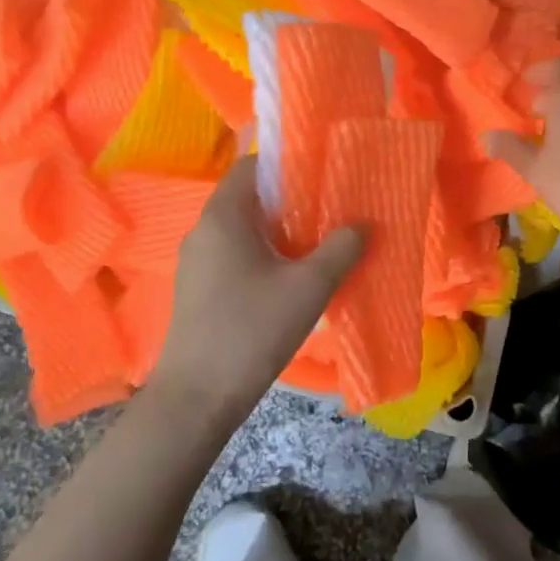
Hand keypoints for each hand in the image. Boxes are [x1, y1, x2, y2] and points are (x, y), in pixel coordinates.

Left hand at [154, 157, 364, 421]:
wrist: (198, 397)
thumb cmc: (252, 330)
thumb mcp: (309, 288)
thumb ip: (340, 250)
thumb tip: (362, 225)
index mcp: (223, 217)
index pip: (250, 167)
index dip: (286, 164)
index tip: (322, 174)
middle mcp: (204, 231)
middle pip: (249, 199)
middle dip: (290, 201)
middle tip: (331, 209)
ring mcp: (197, 263)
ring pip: (243, 231)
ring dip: (279, 232)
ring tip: (318, 243)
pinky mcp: (199, 290)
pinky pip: (235, 256)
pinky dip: (264, 255)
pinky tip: (291, 278)